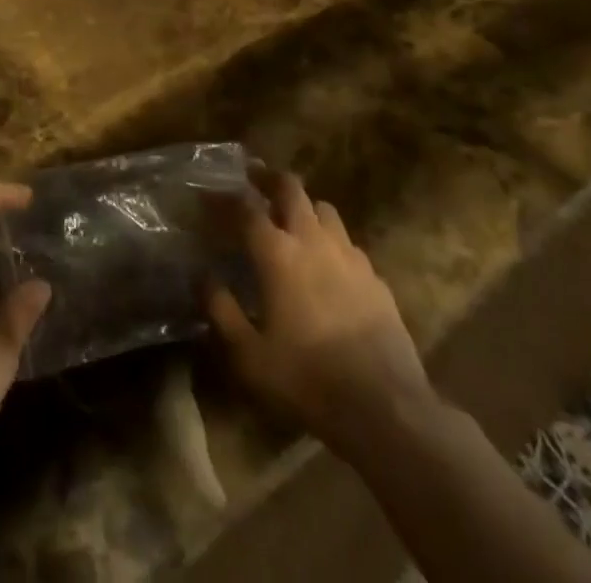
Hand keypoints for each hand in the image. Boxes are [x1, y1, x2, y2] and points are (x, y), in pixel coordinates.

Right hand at [208, 170, 431, 450]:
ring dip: (304, 207)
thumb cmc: (307, 380)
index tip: (206, 196)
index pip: (245, 208)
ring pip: (324, 209)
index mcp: (277, 253)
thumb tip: (203, 277)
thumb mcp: (249, 355)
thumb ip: (221, 310)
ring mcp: (350, 256)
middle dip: (269, 179)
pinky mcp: (376, 279)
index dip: (223, 198)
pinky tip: (327, 264)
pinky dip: (331, 241)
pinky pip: (348, 243)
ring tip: (292, 220)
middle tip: (254, 179)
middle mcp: (313, 241)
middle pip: (291, 189)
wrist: (387, 410)